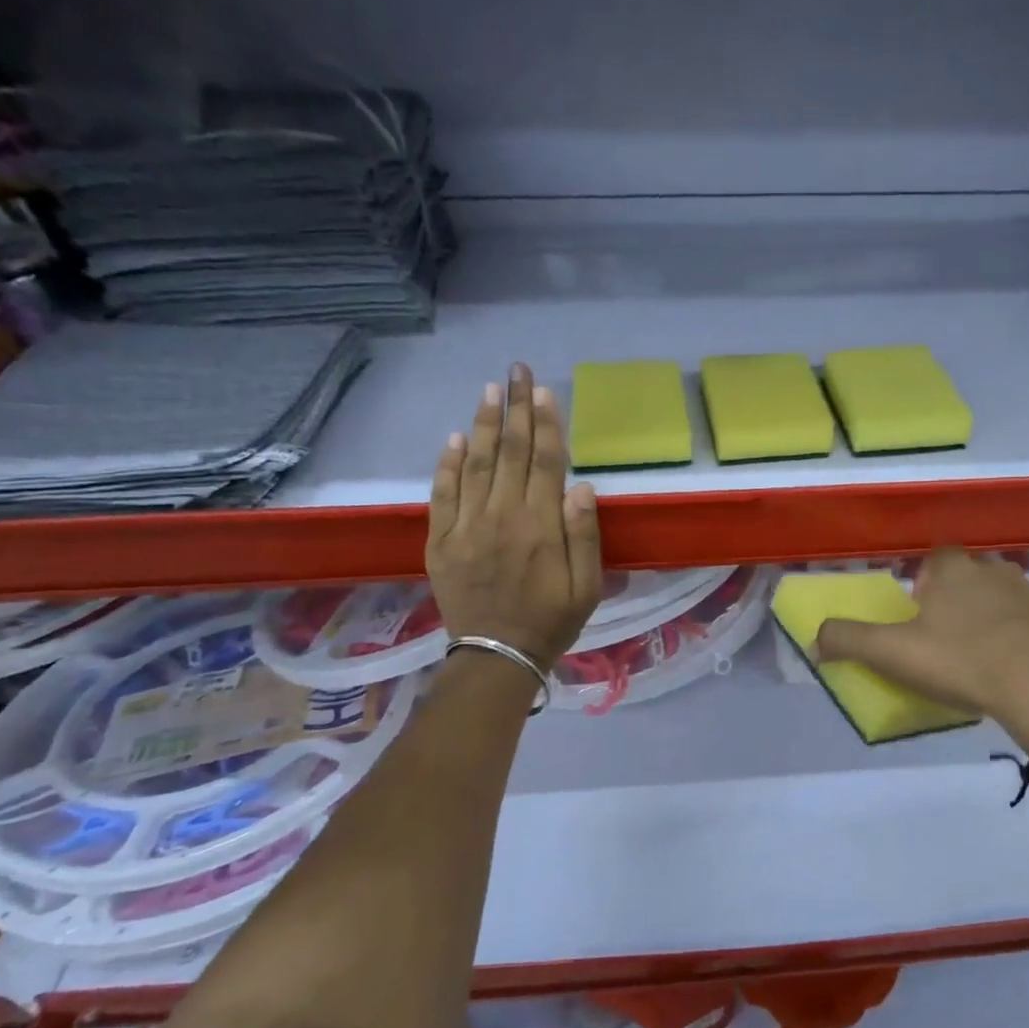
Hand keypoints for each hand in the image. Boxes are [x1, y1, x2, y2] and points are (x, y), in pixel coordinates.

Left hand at [427, 364, 602, 668]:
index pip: (546, 462)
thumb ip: (584, 535)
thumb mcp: (587, 587)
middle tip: (517, 370)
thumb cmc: (551, 621)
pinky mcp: (441, 541)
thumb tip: (581, 486)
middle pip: (511, 452)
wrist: (497, 656)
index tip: (544, 391)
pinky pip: (442, 494)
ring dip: (483, 424)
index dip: (546, 424)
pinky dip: (448, 464)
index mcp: (541, 526)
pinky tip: (454, 438)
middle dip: (516, 408)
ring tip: (489, 390)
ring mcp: (467, 527)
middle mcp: (502, 516)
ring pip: (475, 464)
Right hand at [816, 548, 1028, 748]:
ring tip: (991, 655)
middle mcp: (997, 570)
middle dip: (964, 598)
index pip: (937, 558)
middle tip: (953, 640)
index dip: (927, 583)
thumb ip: (848, 641)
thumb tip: (814, 638)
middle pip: (975, 576)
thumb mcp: (892, 654)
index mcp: (954, 571)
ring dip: (1001, 616)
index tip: (923, 614)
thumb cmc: (962, 663)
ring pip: (1012, 596)